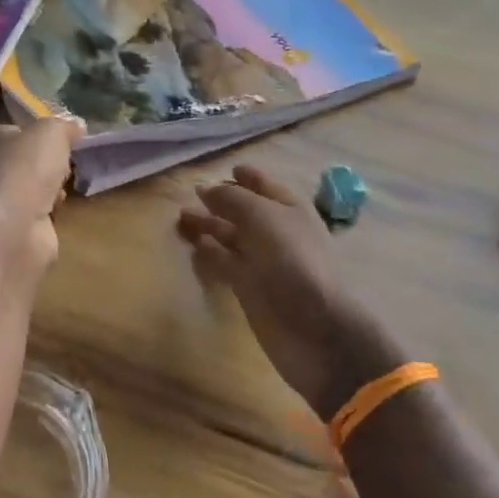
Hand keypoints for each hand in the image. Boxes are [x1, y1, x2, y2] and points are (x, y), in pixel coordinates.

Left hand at [0, 118, 82, 272]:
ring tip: (66, 182)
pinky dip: (51, 210)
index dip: (37, 132)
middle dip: (48, 161)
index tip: (63, 135)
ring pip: (33, 186)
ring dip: (52, 186)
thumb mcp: (51, 132)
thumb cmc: (27, 169)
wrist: (14, 229)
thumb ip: (64, 126)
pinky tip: (60, 208)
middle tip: (68, 158)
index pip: (14, 130)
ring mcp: (2, 201)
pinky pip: (38, 212)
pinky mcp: (16, 228)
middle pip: (26, 159)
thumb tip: (76, 126)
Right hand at [179, 165, 401, 416]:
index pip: (264, 185)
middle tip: (192, 193)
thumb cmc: (293, 261)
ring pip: (232, 235)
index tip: (226, 169)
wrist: (316, 328)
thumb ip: (232, 199)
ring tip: (182, 216)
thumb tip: (206, 188)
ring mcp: (264, 261)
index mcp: (290, 209)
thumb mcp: (262, 217)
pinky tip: (194, 244)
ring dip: (210, 225)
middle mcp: (277, 231)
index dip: (246, 177)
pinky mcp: (250, 287)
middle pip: (245, 210)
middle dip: (222, 200)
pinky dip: (211, 252)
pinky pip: (226, 262)